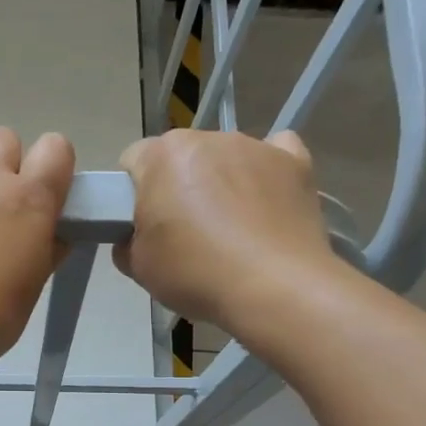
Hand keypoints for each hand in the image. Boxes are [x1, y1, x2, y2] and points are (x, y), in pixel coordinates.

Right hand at [115, 129, 339, 332]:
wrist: (275, 289)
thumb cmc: (196, 273)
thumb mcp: (138, 267)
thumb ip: (129, 240)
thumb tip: (138, 235)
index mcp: (163, 156)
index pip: (133, 161)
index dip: (134, 193)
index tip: (143, 224)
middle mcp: (209, 137)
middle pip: (182, 156)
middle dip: (178, 184)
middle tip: (184, 233)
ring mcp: (256, 146)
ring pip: (225, 157)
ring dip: (221, 181)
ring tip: (231, 229)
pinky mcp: (296, 163)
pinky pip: (274, 155)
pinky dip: (267, 173)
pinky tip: (266, 203)